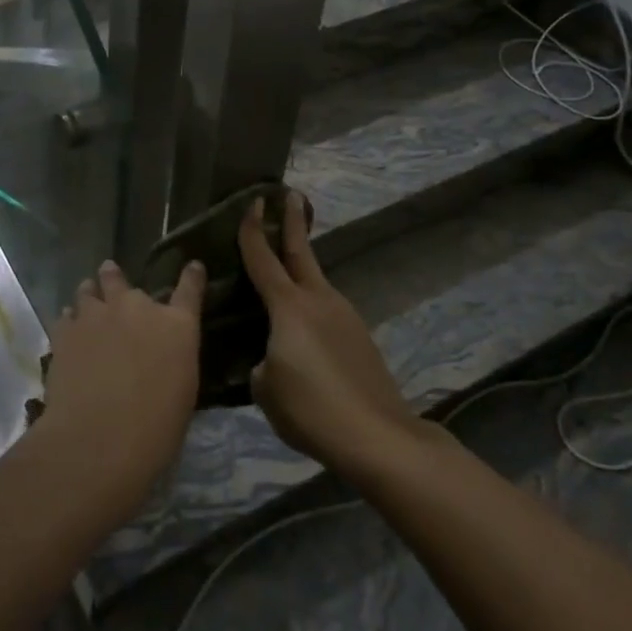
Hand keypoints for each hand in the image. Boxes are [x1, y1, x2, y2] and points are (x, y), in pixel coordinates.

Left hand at [38, 259, 205, 512]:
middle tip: (111, 277)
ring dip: (90, 293)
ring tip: (87, 297)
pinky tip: (68, 329)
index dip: (191, 276)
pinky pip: (66, 315)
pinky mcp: (65, 331)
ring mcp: (97, 315)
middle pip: (121, 280)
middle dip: (115, 279)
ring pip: (88, 290)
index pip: (189, 289)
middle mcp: (137, 309)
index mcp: (176, 326)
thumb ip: (170, 360)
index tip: (192, 266)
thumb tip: (159, 357)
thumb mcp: (181, 390)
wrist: (99, 438)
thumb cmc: (156, 428)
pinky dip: (69, 320)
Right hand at [238, 192, 416, 469]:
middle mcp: (318, 301)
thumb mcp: (265, 388)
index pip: (263, 258)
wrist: (378, 436)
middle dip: (293, 222)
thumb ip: (260, 362)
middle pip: (301, 252)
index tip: (253, 201)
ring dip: (302, 266)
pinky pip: (327, 309)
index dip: (253, 229)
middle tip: (289, 194)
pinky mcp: (359, 338)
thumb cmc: (311, 408)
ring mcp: (344, 316)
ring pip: (316, 281)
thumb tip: (270, 359)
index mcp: (288, 306)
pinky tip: (303, 327)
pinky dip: (311, 304)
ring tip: (285, 268)